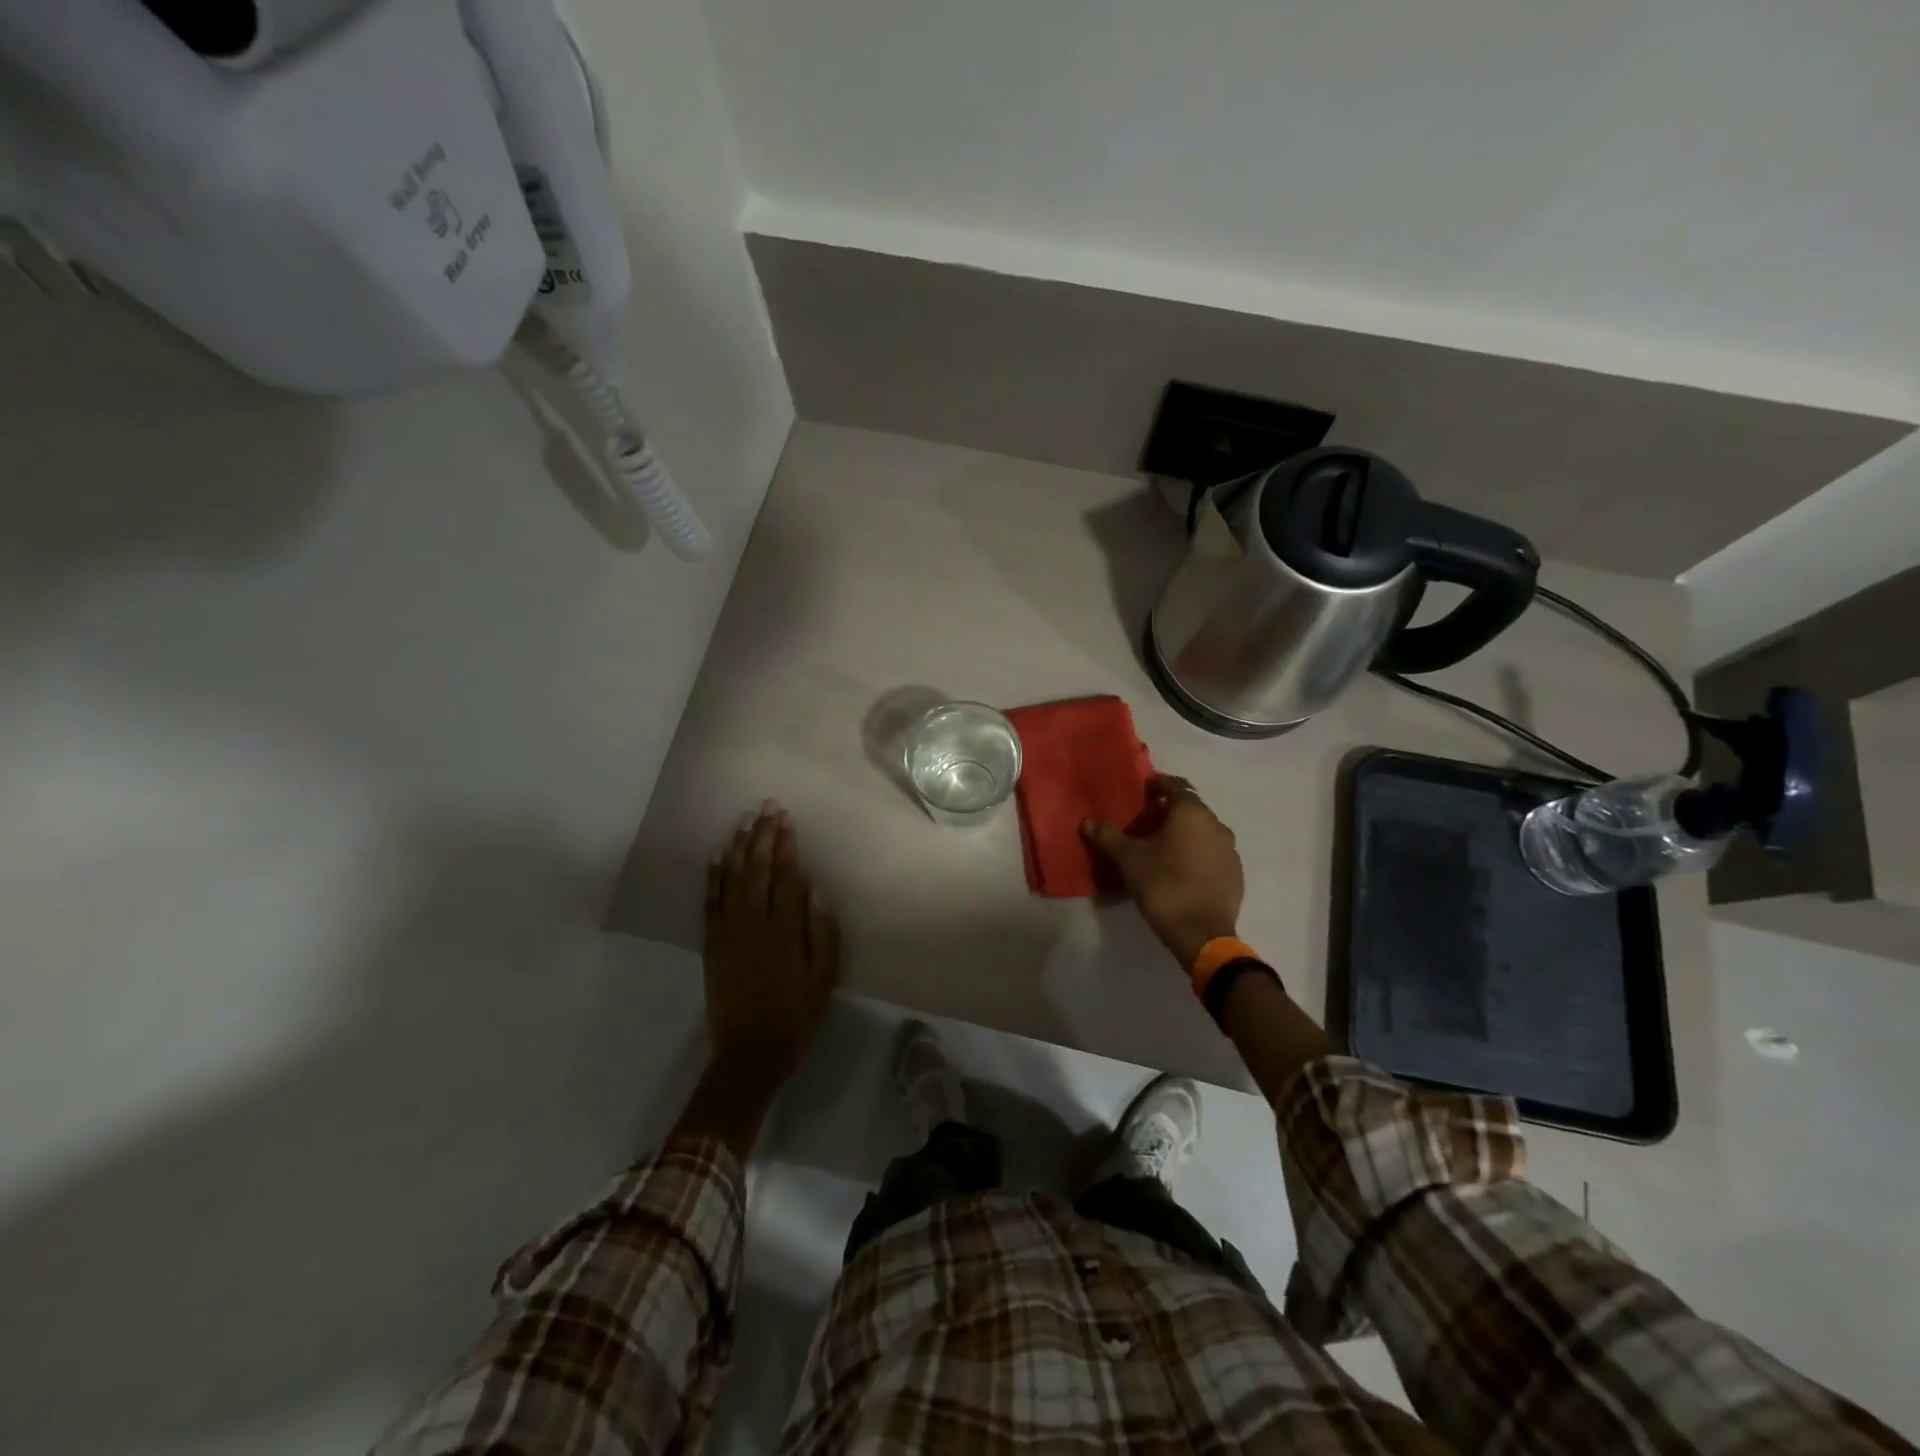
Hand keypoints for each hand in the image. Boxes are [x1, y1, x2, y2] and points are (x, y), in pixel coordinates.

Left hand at [704, 801, 841, 1094]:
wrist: (750, 1051)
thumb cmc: (795, 1013)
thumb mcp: (823, 977)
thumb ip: (822, 933)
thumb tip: (816, 891)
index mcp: (783, 929)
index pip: (784, 876)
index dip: (785, 845)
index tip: (786, 820)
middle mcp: (752, 922)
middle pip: (756, 869)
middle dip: (762, 835)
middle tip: (767, 807)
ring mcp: (728, 931)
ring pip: (731, 878)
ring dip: (738, 847)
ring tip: (744, 821)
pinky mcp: (712, 943)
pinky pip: (710, 901)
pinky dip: (713, 876)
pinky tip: (717, 856)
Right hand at [1082, 774, 1243, 968]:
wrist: (1202, 934)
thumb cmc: (1163, 886)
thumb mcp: (1129, 860)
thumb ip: (1108, 837)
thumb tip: (1087, 822)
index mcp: (1192, 813)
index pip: (1176, 785)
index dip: (1158, 784)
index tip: (1142, 790)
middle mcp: (1216, 824)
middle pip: (1190, 809)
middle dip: (1168, 812)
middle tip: (1145, 822)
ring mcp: (1230, 850)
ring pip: (1203, 831)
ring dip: (1184, 834)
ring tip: (1161, 847)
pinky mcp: (1235, 873)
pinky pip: (1212, 853)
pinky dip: (1196, 853)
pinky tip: (1180, 869)